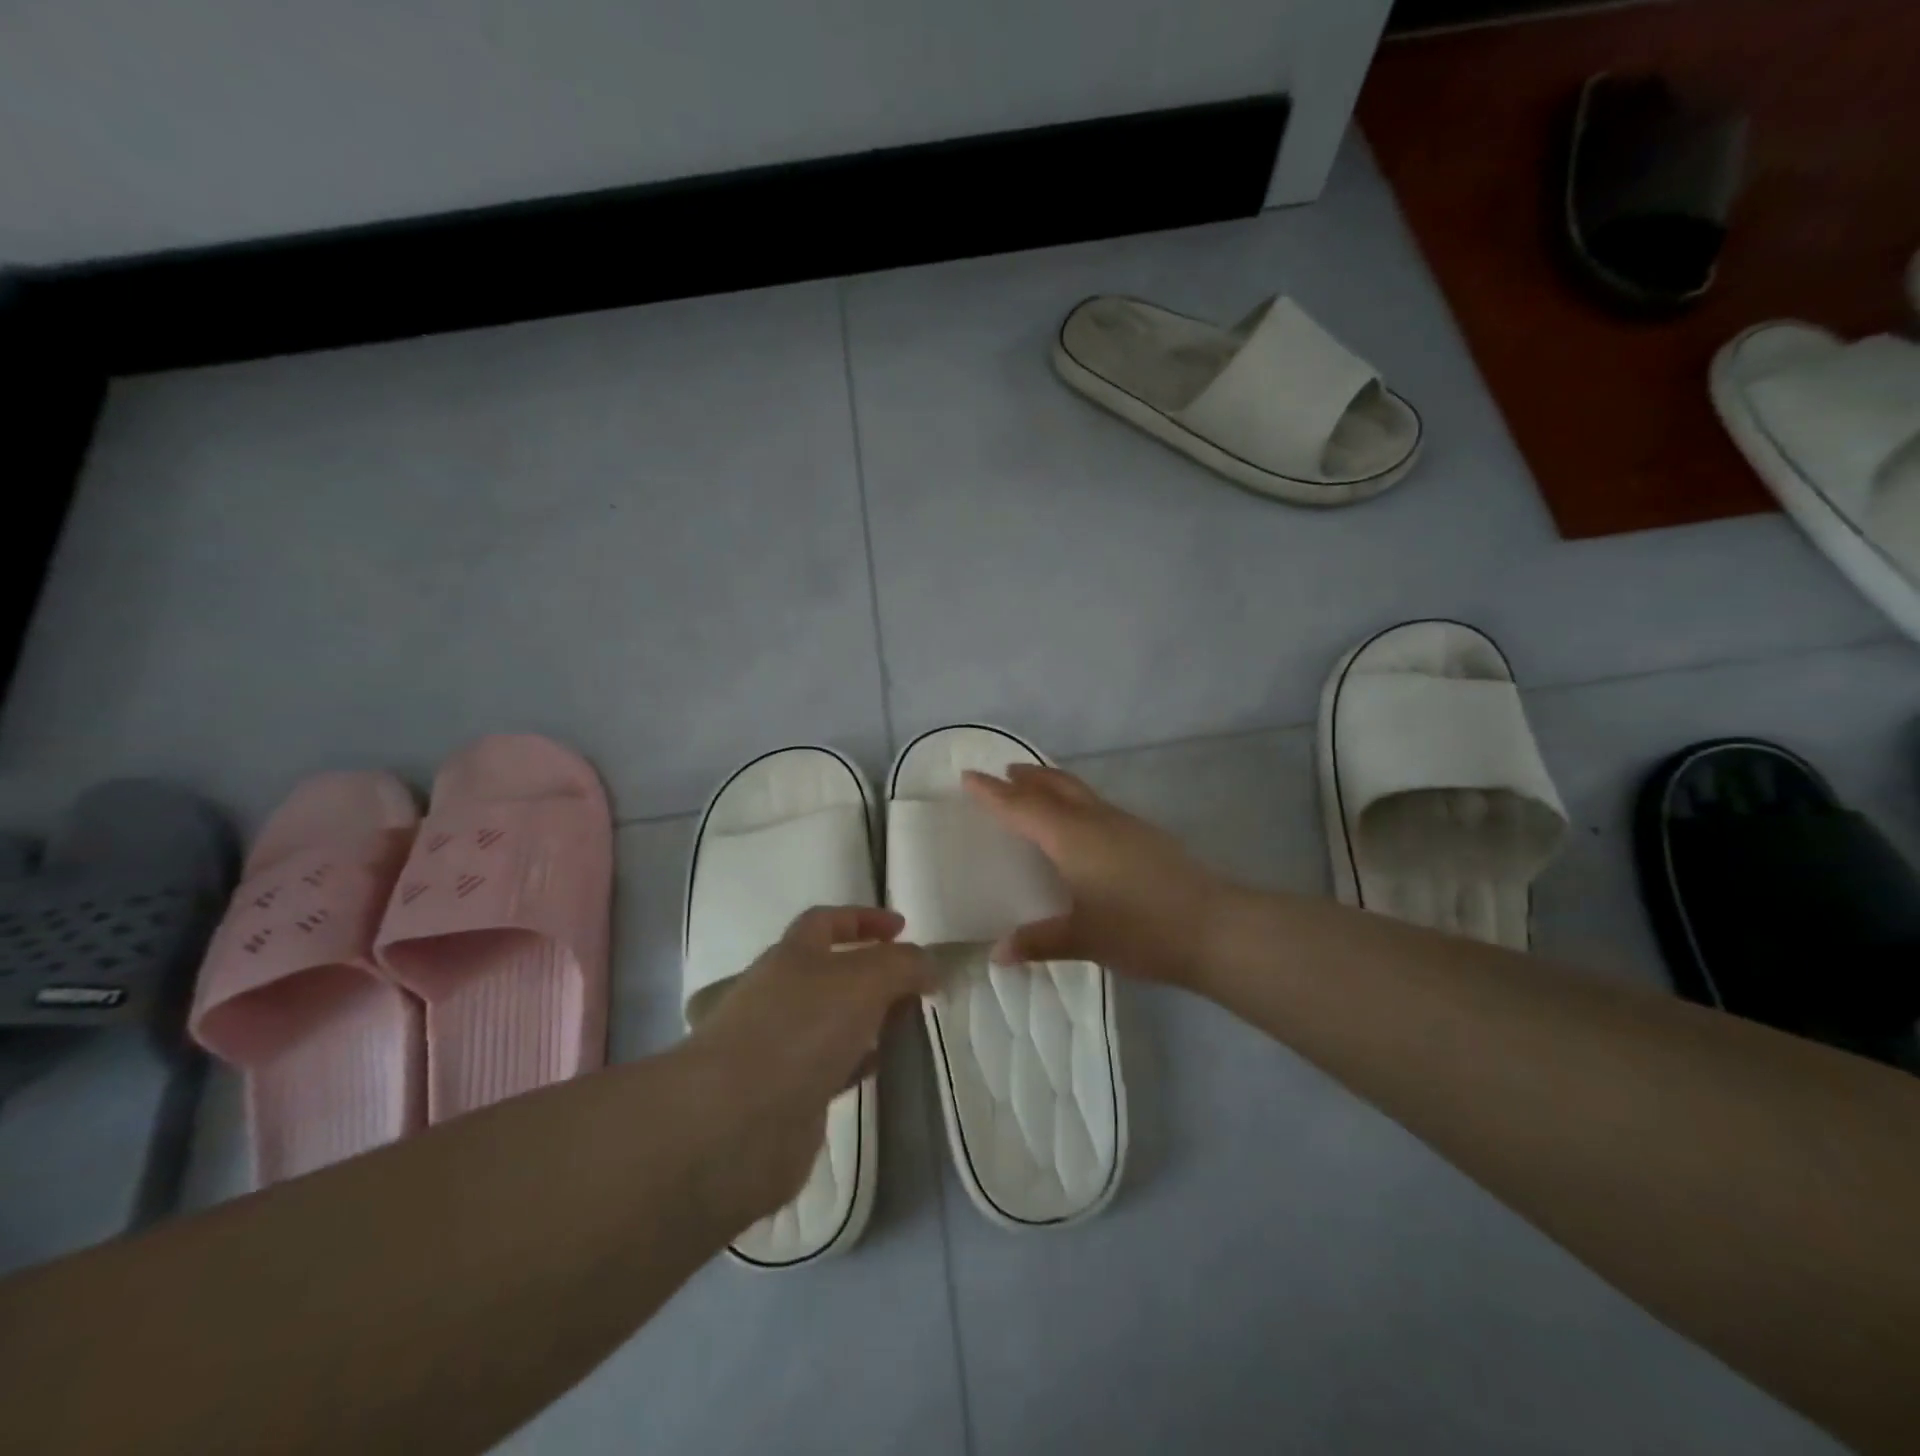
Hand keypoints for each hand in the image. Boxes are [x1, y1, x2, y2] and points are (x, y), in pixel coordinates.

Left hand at [684, 906, 932, 1224]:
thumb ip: (903, 965)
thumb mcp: (863, 980)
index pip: (826, 922)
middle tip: (916, 985)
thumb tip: (929, 964)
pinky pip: (832, 1067)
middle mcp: (781, 995)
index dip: (863, 919)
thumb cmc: (799, 1030)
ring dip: (870, 1018)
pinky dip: (859, 1062)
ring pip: (834, 1021)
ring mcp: (781, 1046)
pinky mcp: (787, 1094)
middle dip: (874, 973)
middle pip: (832, 972)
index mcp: (791, 956)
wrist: (734, 1124)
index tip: (903, 928)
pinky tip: (884, 1068)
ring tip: (909, 1025)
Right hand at [963, 764, 1229, 986]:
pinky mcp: (1145, 835)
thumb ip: (1039, 942)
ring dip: (1053, 784)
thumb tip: (997, 954)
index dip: (993, 793)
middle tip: (1004, 772)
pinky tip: (1081, 824)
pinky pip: (1097, 805)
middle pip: (1054, 786)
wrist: (1215, 927)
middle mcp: (1096, 821)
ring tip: (1036, 787)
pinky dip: (1076, 801)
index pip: (1022, 807)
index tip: (969, 776)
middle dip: (1027, 778)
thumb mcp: (1084, 939)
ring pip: (1079, 792)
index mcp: (1072, 838)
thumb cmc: (1141, 929)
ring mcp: (1125, 824)